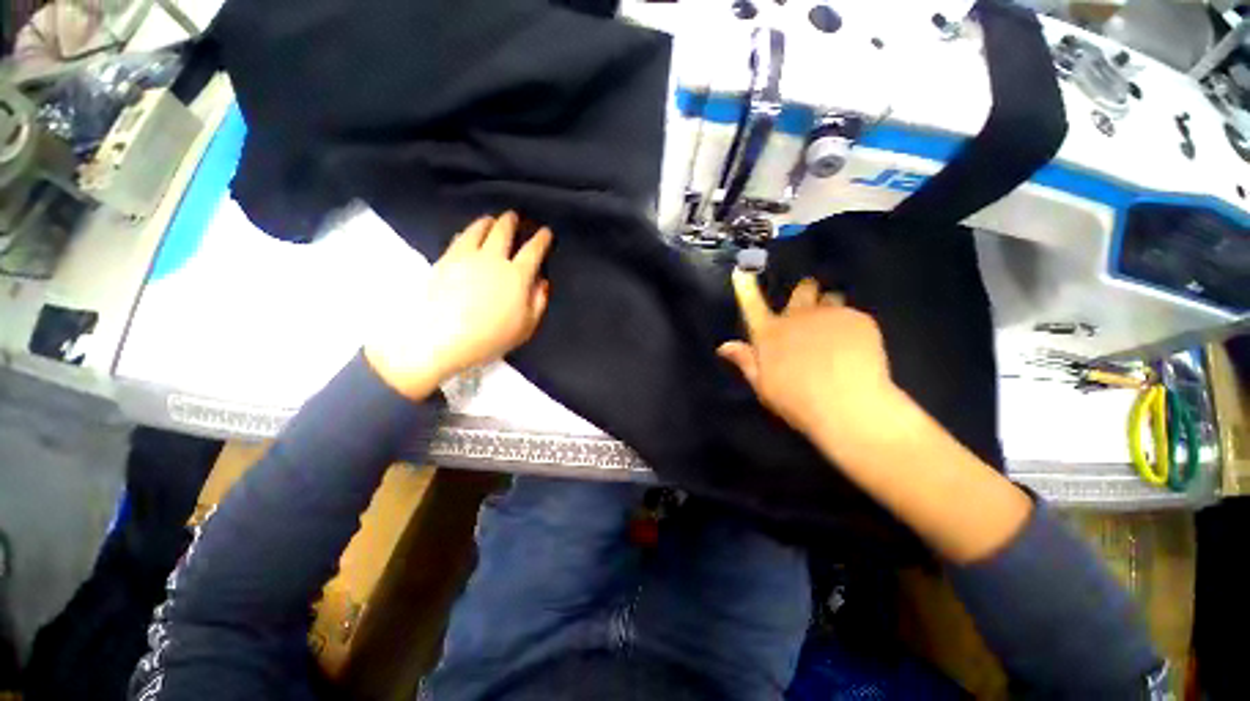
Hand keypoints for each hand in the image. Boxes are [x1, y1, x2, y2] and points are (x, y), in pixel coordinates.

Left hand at [366, 212, 551, 399]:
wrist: (442, 340)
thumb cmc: (491, 337)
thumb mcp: (526, 326)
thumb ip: (538, 302)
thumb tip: (541, 282)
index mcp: (517, 275)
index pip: (533, 250)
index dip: (542, 239)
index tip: (546, 232)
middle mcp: (493, 259)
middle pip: (503, 232)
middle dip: (511, 221)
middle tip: (513, 216)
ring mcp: (466, 257)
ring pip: (478, 230)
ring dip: (487, 222)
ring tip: (490, 219)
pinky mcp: (445, 261)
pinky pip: (459, 239)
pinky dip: (467, 233)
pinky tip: (467, 234)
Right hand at [718, 270, 899, 438]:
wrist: (848, 407)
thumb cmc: (797, 400)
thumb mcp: (763, 385)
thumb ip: (745, 360)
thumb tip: (724, 346)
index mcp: (770, 333)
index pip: (752, 304)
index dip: (746, 287)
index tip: (741, 270)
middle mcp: (797, 316)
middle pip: (803, 289)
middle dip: (806, 293)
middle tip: (810, 313)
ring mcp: (829, 314)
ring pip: (831, 298)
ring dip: (829, 309)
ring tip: (835, 333)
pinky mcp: (858, 319)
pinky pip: (853, 315)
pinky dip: (851, 327)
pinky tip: (855, 350)